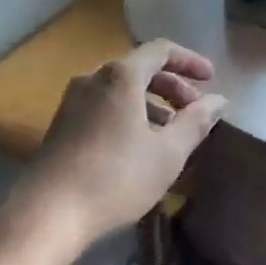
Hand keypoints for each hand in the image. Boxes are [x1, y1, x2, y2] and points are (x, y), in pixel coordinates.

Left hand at [17, 40, 225, 248]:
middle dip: (172, 86)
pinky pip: (104, 107)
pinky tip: (139, 147)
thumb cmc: (116, 177)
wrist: (46, 214)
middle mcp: (94, 78)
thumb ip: (197, 121)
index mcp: (121, 76)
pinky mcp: (62, 125)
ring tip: (171, 132)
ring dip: (151, 104)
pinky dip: (129, 115)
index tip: (211, 79)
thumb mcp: (168, 152)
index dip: (190, 61)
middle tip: (194, 109)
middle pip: (140, 69)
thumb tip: (219, 100)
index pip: (161, 50)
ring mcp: (73, 101)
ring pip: (121, 90)